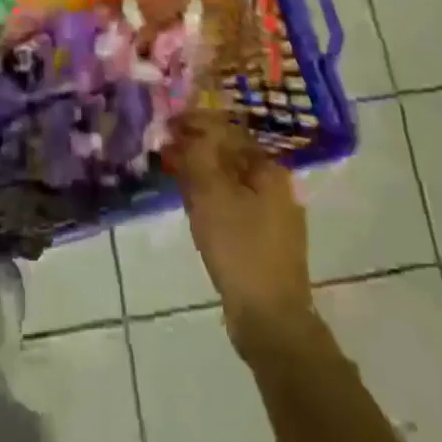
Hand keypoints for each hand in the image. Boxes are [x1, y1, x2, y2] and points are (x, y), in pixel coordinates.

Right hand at [163, 112, 317, 357]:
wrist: (270, 318)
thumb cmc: (239, 248)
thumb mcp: (211, 194)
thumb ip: (198, 155)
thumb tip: (187, 130)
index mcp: (269, 170)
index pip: (228, 131)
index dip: (195, 123)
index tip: (167, 123)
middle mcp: (276, 186)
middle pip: (230, 155)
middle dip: (196, 147)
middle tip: (165, 147)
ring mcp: (272, 215)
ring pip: (229, 180)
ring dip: (201, 172)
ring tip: (173, 171)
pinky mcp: (263, 239)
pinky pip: (232, 204)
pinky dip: (210, 196)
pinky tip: (192, 202)